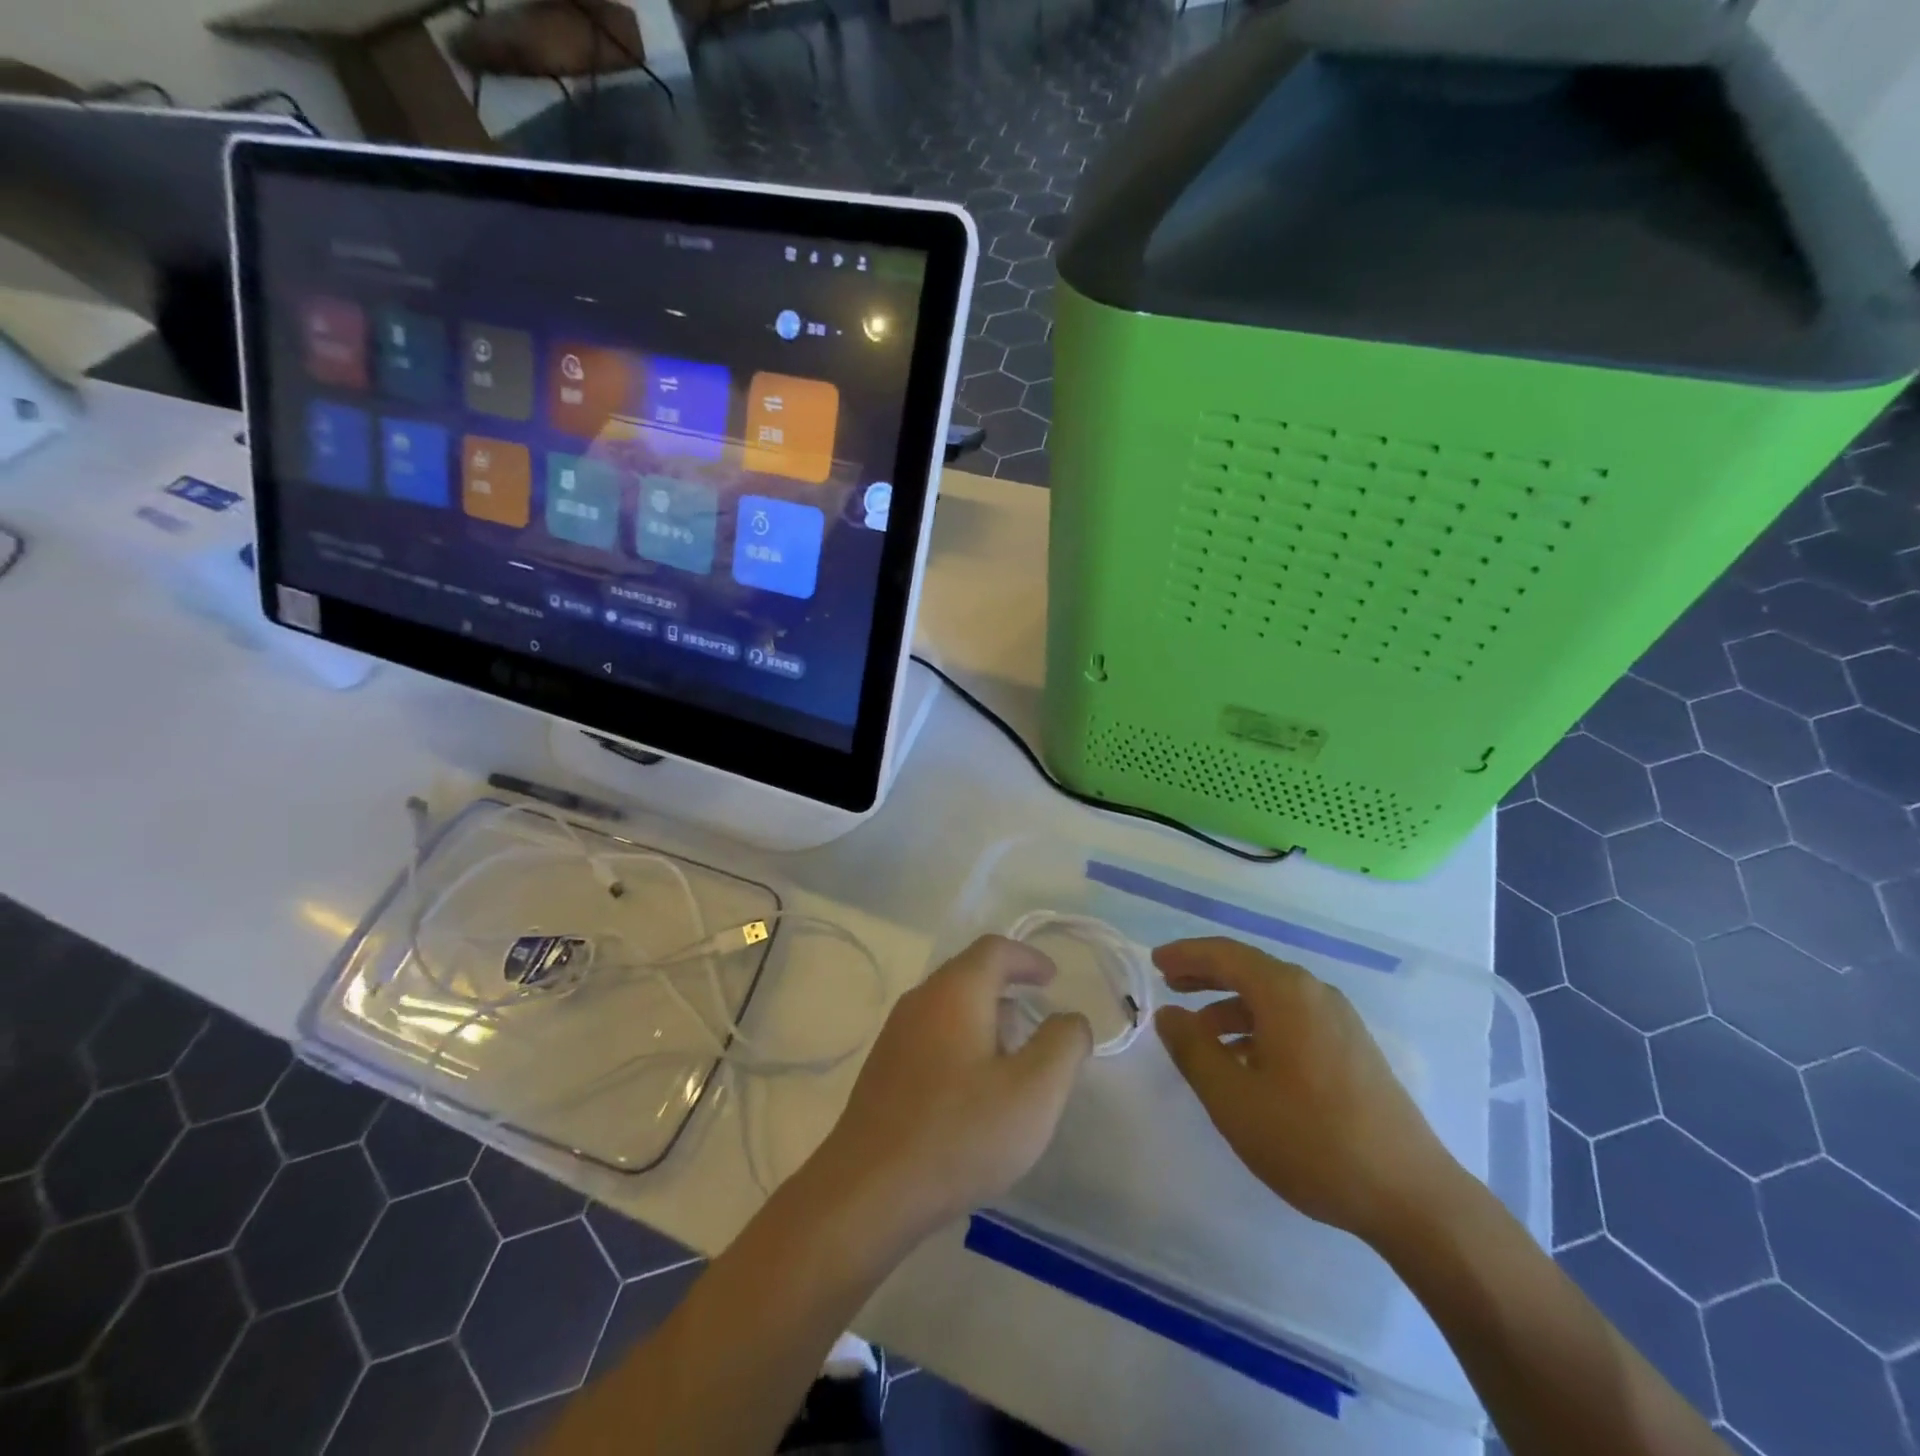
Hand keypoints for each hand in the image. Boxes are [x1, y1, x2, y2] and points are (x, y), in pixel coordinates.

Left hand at [808, 935, 1092, 1249]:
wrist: (869, 1191)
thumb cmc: (959, 1134)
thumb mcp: (1034, 1092)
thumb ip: (1062, 1045)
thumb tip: (1070, 1018)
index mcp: (955, 991)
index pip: (994, 950)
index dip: (1028, 958)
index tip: (1052, 979)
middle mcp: (920, 1000)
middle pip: (969, 974)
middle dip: (1008, 989)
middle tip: (1038, 1022)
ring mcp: (896, 1034)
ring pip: (949, 1007)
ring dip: (985, 1020)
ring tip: (1012, 1060)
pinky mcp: (884, 1068)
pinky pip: (932, 1036)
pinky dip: (962, 1043)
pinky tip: (973, 1090)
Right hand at [1153, 938, 1461, 1246]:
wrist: (1411, 1196)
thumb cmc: (1311, 1140)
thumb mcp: (1233, 1099)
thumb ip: (1193, 1050)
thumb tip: (1169, 1015)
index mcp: (1286, 993)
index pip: (1225, 954)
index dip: (1186, 955)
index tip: (1155, 963)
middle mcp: (1315, 994)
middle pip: (1249, 970)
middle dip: (1206, 975)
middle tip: (1170, 985)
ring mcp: (1340, 1022)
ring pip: (1272, 998)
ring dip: (1230, 1007)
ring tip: (1200, 1035)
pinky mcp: (1353, 1050)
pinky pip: (1293, 1020)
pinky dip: (1259, 1027)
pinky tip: (1244, 1062)